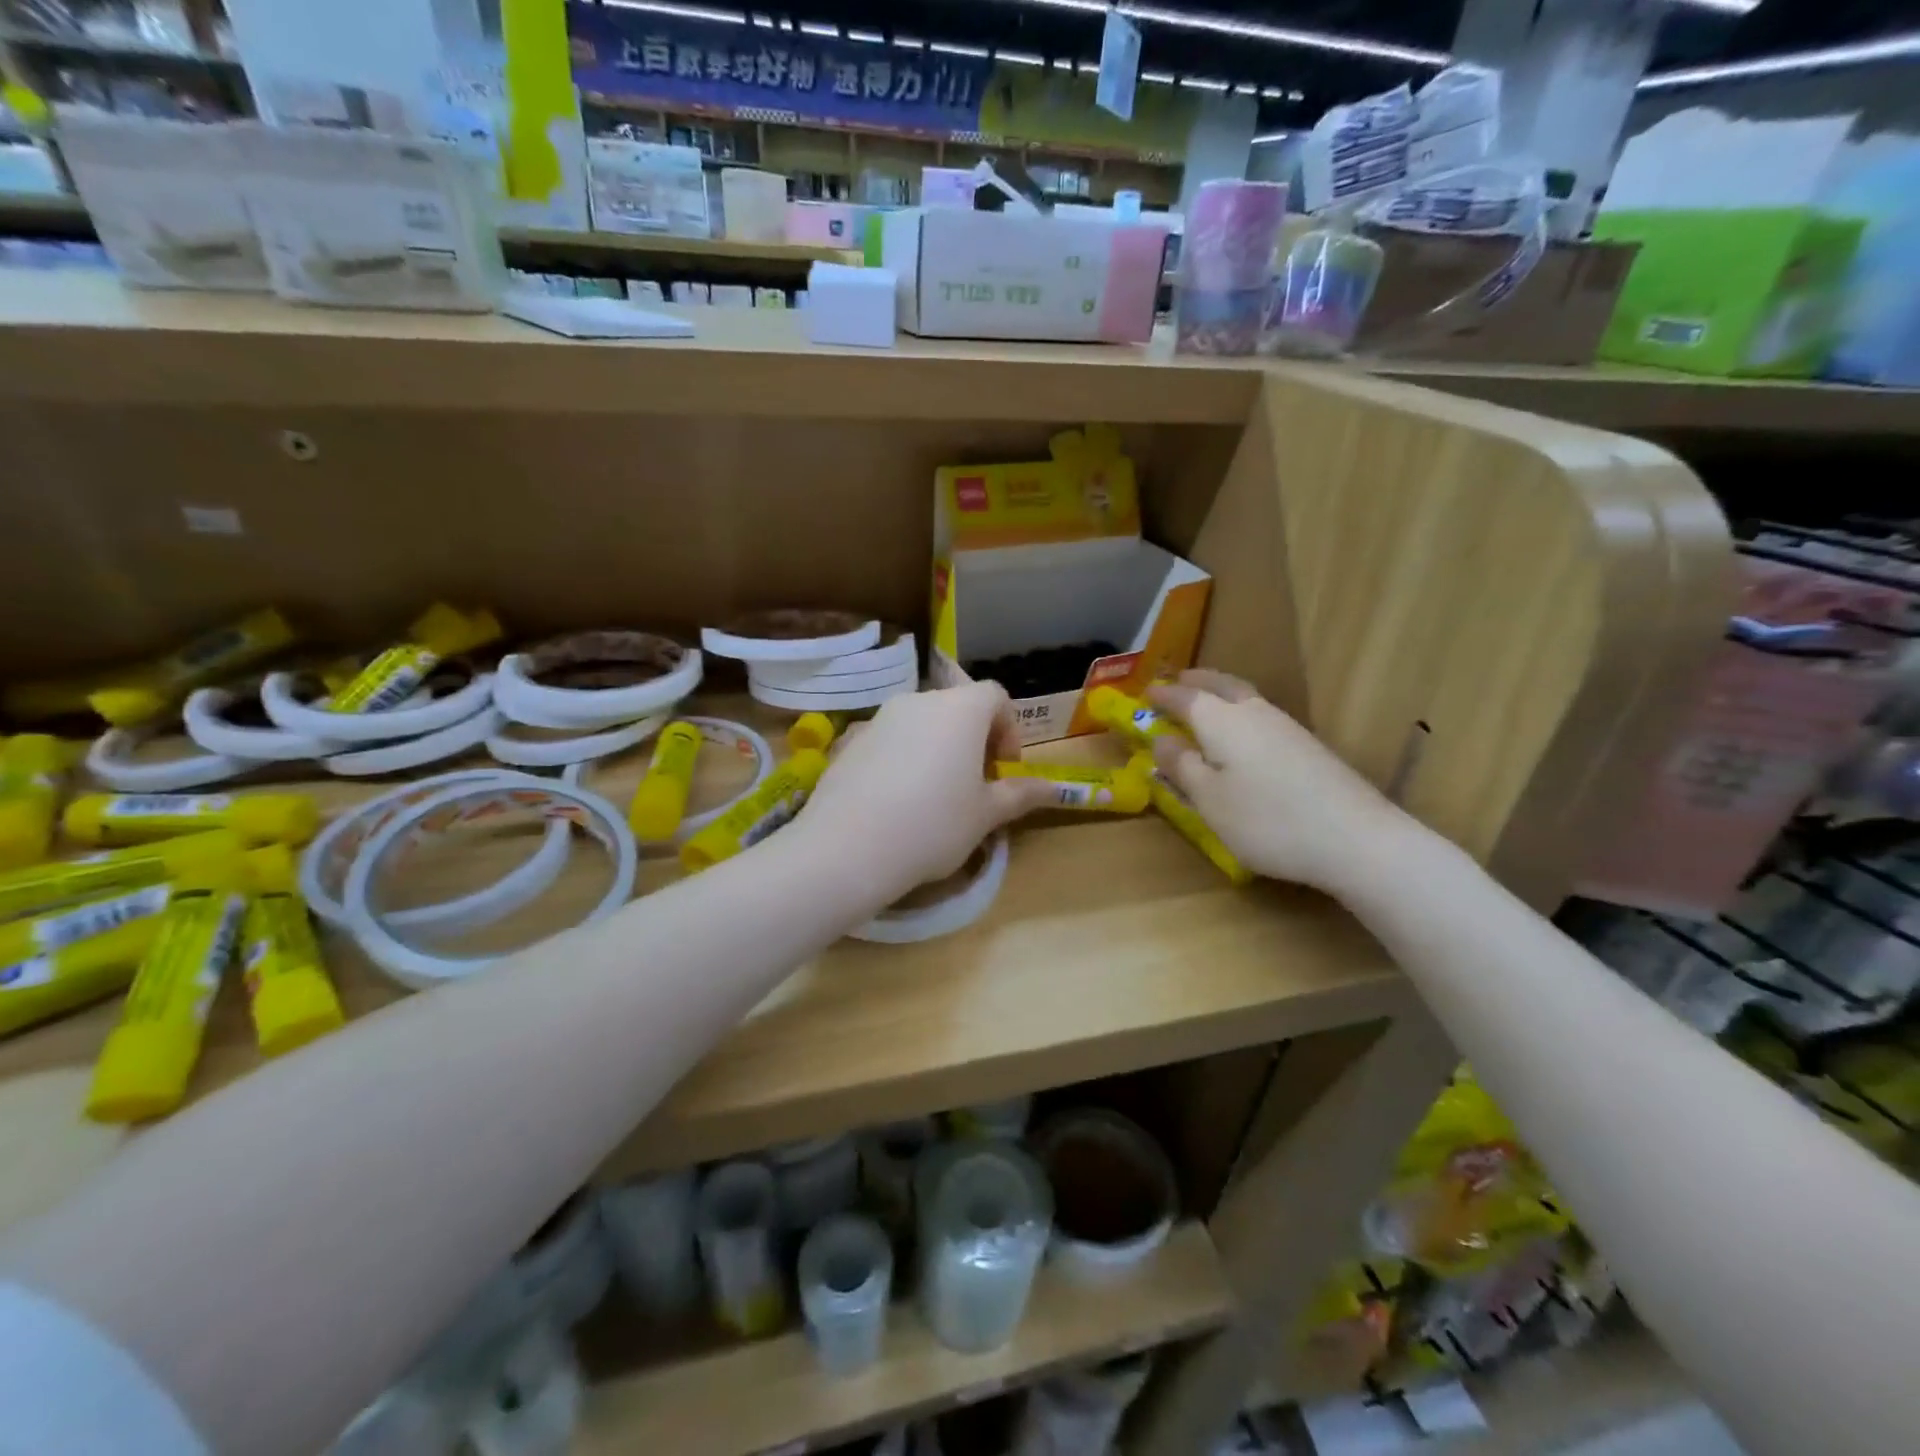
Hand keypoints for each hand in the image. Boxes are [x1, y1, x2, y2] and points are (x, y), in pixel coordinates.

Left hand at [795, 682, 1058, 904]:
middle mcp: (919, 701)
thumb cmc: (934, 825)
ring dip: (936, 746)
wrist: (848, 847)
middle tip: (975, 781)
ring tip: (934, 793)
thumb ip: (1020, 794)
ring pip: (920, 723)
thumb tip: (1054, 790)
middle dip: (972, 737)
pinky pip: (888, 740)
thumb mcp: (986, 815)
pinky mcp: (849, 740)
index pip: (994, 695)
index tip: (1005, 766)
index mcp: (960, 709)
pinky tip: (895, 800)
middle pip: (956, 706)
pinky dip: (902, 758)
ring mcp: (879, 718)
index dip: (1008, 727)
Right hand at [1149, 670, 1411, 896]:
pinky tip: (1242, 733)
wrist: (1355, 839)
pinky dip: (1240, 712)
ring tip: (1205, 702)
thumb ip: (1182, 767)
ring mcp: (1286, 727)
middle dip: (1196, 681)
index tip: (1145, 693)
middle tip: (1177, 682)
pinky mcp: (1307, 746)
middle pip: (1221, 685)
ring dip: (1220, 692)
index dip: (1162, 695)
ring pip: (1245, 697)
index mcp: (1222, 721)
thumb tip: (1161, 738)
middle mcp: (1254, 713)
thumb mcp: (1210, 800)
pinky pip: (1261, 715)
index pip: (1185, 697)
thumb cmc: (1267, 820)